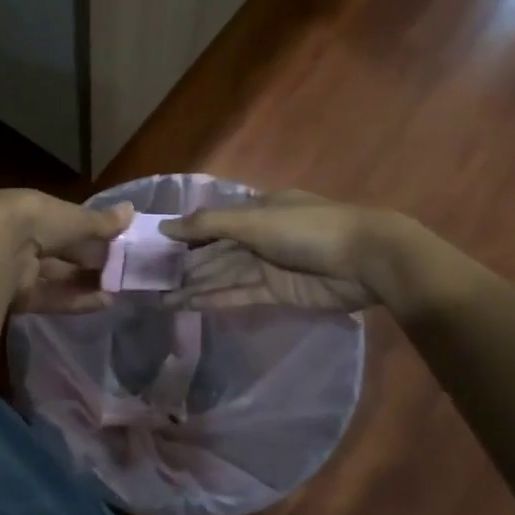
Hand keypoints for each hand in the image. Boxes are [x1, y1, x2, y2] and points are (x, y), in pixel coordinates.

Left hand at [0, 190, 132, 312]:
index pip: (64, 221)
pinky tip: (104, 303)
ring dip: (86, 282)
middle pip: (61, 251)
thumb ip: (103, 222)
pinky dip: (76, 300)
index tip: (116, 241)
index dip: (90, 231)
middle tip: (121, 269)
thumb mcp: (75, 218)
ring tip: (117, 290)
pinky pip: (51, 297)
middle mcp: (21, 238)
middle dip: (90, 260)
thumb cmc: (37, 222)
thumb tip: (132, 210)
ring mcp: (17, 268)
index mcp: (30, 210)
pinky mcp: (18, 296)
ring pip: (57, 276)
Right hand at [158, 191, 387, 310]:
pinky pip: (238, 295)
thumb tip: (165, 226)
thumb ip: (208, 225)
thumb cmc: (309, 229)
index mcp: (257, 210)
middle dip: (185, 264)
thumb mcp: (255, 220)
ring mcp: (268, 266)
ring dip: (194, 286)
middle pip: (214, 252)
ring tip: (160, 298)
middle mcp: (259, 237)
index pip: (212, 222)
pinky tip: (186, 305)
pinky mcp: (276, 293)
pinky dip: (213, 299)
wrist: (366, 260)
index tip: (153, 246)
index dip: (184, 234)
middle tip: (148, 279)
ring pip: (223, 276)